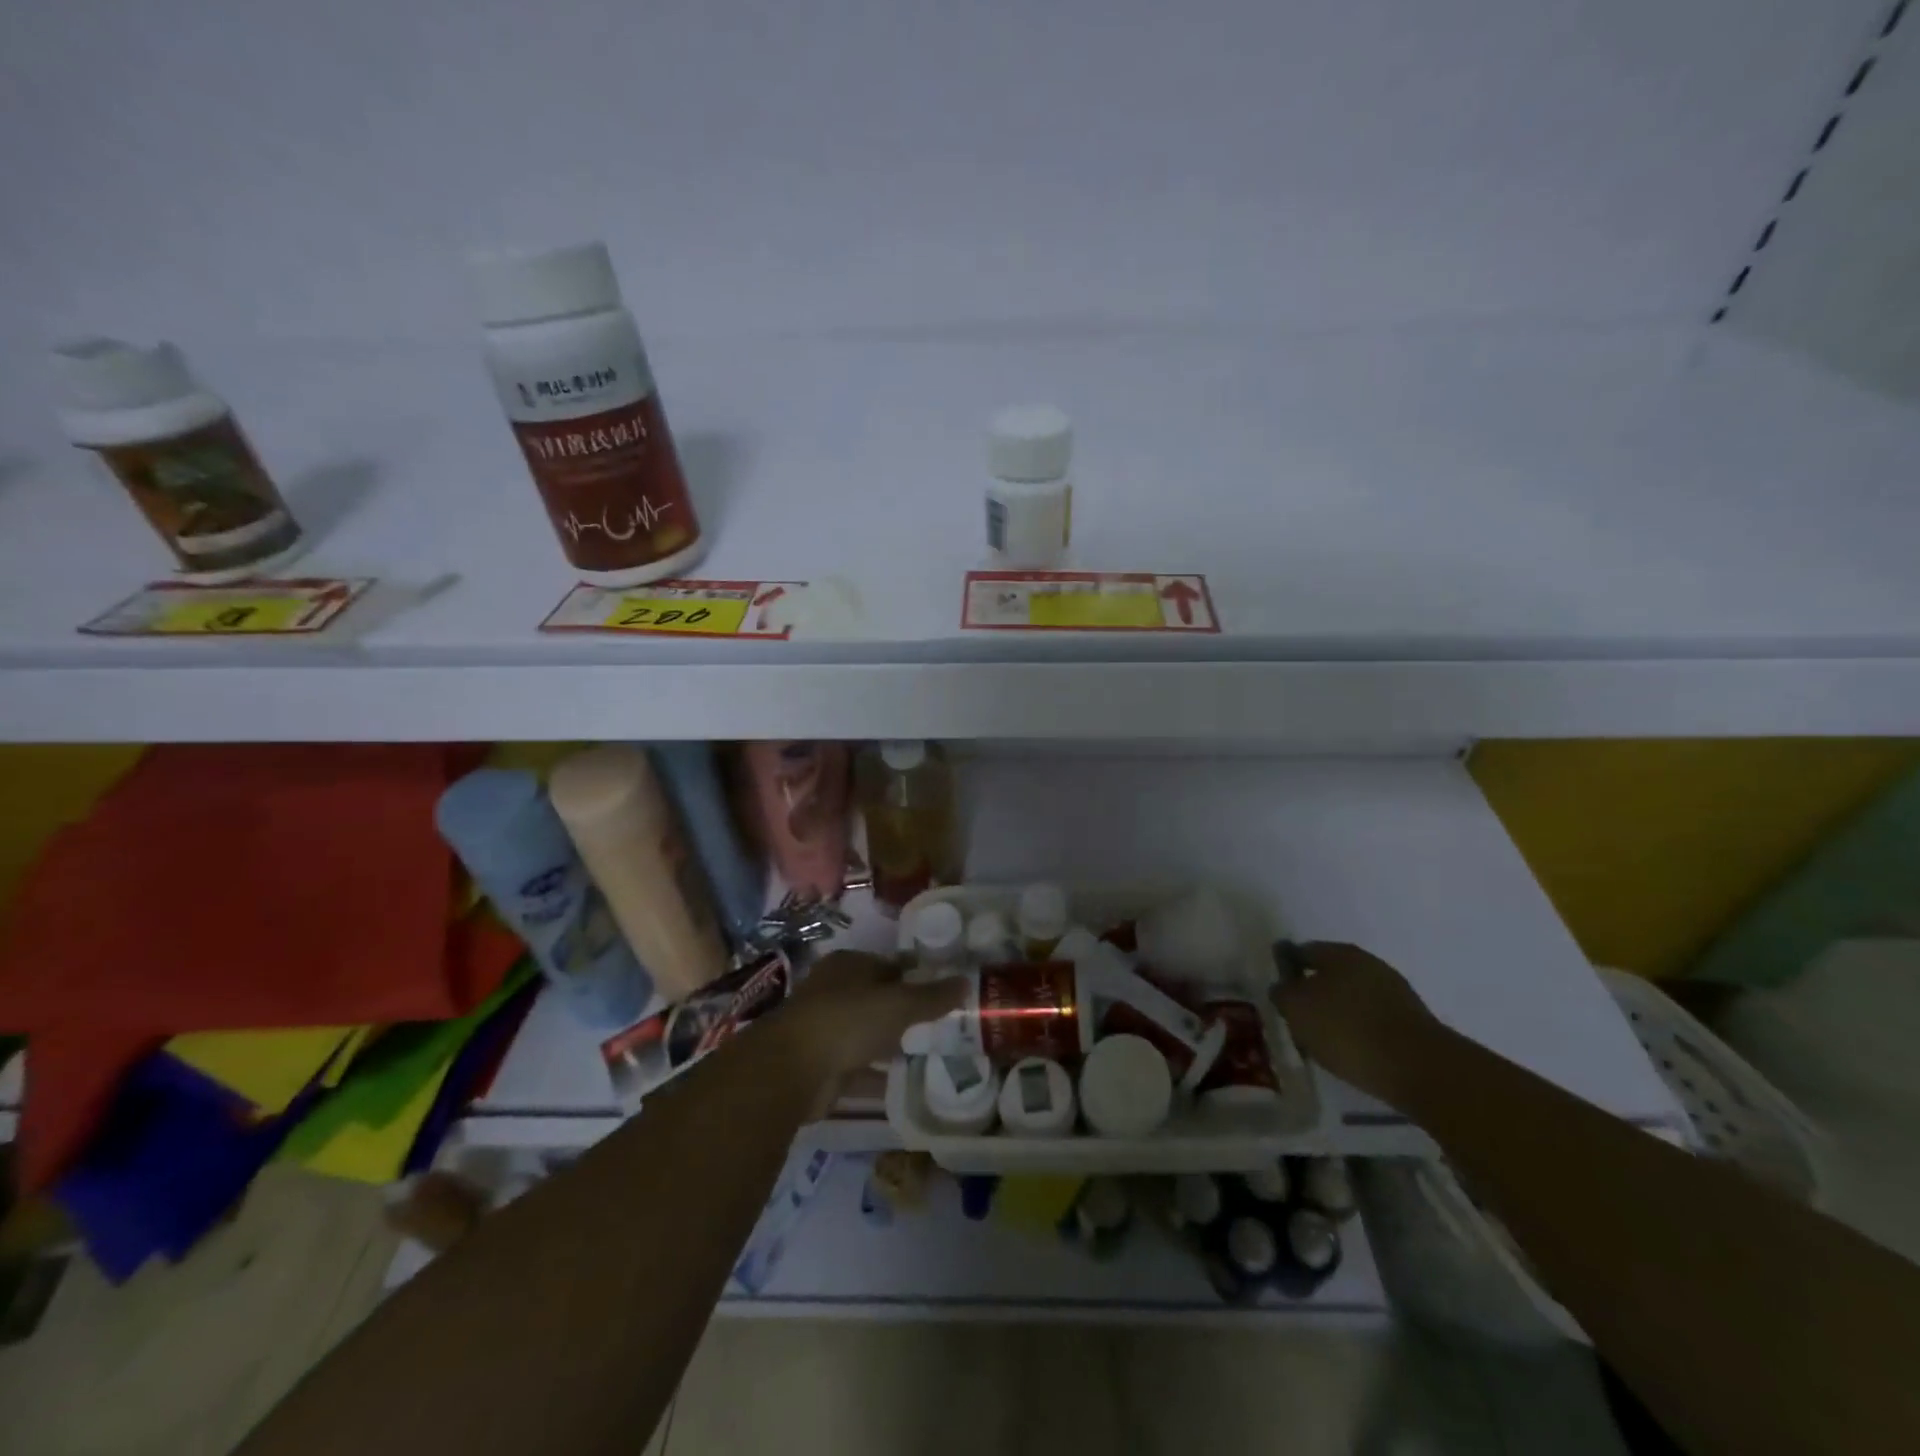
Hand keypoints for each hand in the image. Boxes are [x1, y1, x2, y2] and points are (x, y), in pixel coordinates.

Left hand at [775, 950, 968, 1086]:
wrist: (793, 1070)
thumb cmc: (848, 1020)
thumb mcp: (899, 1004)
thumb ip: (932, 996)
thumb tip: (966, 981)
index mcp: (848, 965)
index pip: (890, 965)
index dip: (916, 977)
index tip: (943, 993)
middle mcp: (834, 991)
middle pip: (878, 999)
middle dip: (905, 1012)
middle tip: (941, 1026)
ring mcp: (825, 1028)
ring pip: (867, 1033)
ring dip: (891, 1044)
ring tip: (930, 1054)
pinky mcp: (821, 1065)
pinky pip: (858, 1067)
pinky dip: (878, 1074)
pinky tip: (905, 1083)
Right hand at [1272, 941, 1441, 1102]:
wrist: (1420, 1069)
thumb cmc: (1347, 1030)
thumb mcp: (1297, 1009)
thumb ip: (1283, 993)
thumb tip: (1283, 987)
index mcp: (1339, 953)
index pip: (1302, 952)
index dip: (1286, 969)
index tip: (1278, 993)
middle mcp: (1368, 964)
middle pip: (1330, 974)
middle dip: (1313, 993)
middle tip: (1297, 1019)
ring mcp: (1395, 992)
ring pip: (1352, 998)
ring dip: (1337, 1013)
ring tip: (1323, 1041)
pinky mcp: (1412, 1022)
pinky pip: (1373, 1020)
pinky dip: (1359, 1031)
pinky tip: (1352, 1051)